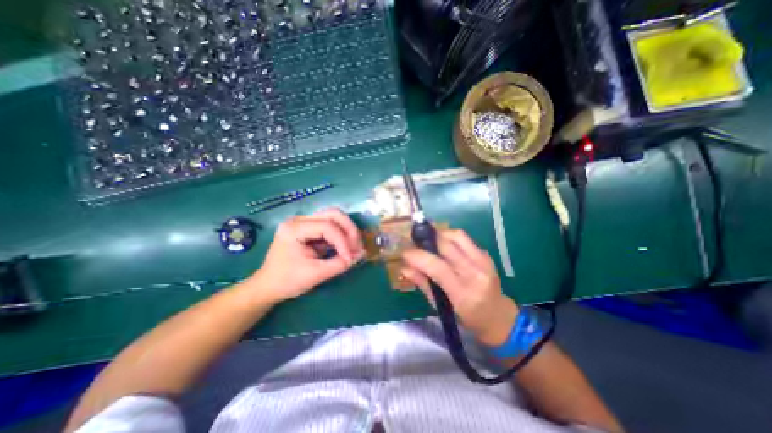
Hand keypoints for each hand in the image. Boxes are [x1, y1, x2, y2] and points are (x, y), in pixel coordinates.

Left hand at [250, 208, 365, 302]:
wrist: (268, 287)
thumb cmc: (287, 281)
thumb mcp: (316, 274)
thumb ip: (340, 263)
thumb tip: (360, 255)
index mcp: (295, 229)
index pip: (327, 226)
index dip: (343, 241)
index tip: (351, 257)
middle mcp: (299, 220)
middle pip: (333, 214)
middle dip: (349, 229)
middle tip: (357, 246)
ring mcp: (304, 223)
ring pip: (333, 217)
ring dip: (346, 231)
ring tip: (353, 246)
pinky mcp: (309, 229)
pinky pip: (330, 227)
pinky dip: (340, 236)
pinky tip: (344, 247)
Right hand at [397, 228, 518, 345]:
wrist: (498, 317)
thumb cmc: (466, 318)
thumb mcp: (441, 306)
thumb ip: (423, 284)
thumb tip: (404, 268)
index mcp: (463, 293)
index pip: (437, 267)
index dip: (418, 256)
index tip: (405, 253)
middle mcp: (475, 273)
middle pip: (447, 244)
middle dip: (426, 241)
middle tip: (416, 245)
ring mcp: (483, 261)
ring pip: (456, 235)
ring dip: (439, 235)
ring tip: (430, 243)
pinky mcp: (486, 254)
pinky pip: (464, 238)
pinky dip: (449, 238)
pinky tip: (444, 247)